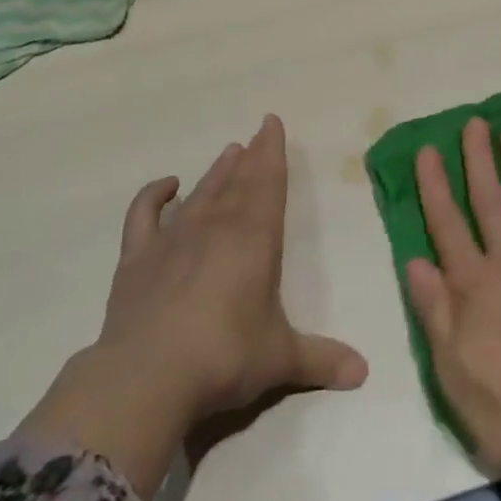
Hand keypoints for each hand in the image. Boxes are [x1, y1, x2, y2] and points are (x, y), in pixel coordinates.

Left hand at [20, 115, 366, 500]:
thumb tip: (364, 373)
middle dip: (250, 157)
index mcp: (255, 238)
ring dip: (216, 172)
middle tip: (256, 134)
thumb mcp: (280, 358)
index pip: (269, 183)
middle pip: (237, 181)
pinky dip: (153, 195)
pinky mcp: (137, 258)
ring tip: (228, 152)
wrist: (148, 377)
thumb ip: (321, 359)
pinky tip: (167, 185)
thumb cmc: (225, 357)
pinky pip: (144, 214)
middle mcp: (216, 226)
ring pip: (201, 193)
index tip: (272, 123)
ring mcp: (173, 238)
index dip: (273, 152)